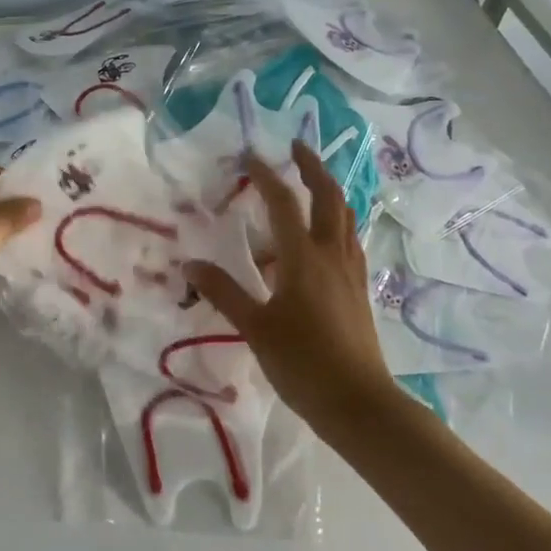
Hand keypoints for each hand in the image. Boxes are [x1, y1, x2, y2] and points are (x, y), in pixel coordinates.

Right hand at [185, 141, 392, 427]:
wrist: (359, 403)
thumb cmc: (303, 363)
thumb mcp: (255, 327)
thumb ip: (224, 292)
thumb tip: (190, 264)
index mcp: (303, 257)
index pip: (283, 203)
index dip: (265, 176)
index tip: (249, 156)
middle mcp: (331, 254)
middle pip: (328, 196)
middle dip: (313, 167)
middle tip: (296, 148)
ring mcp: (350, 270)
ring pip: (344, 216)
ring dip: (329, 190)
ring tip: (312, 182)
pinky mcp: (359, 288)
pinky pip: (349, 239)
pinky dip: (337, 221)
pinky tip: (326, 234)